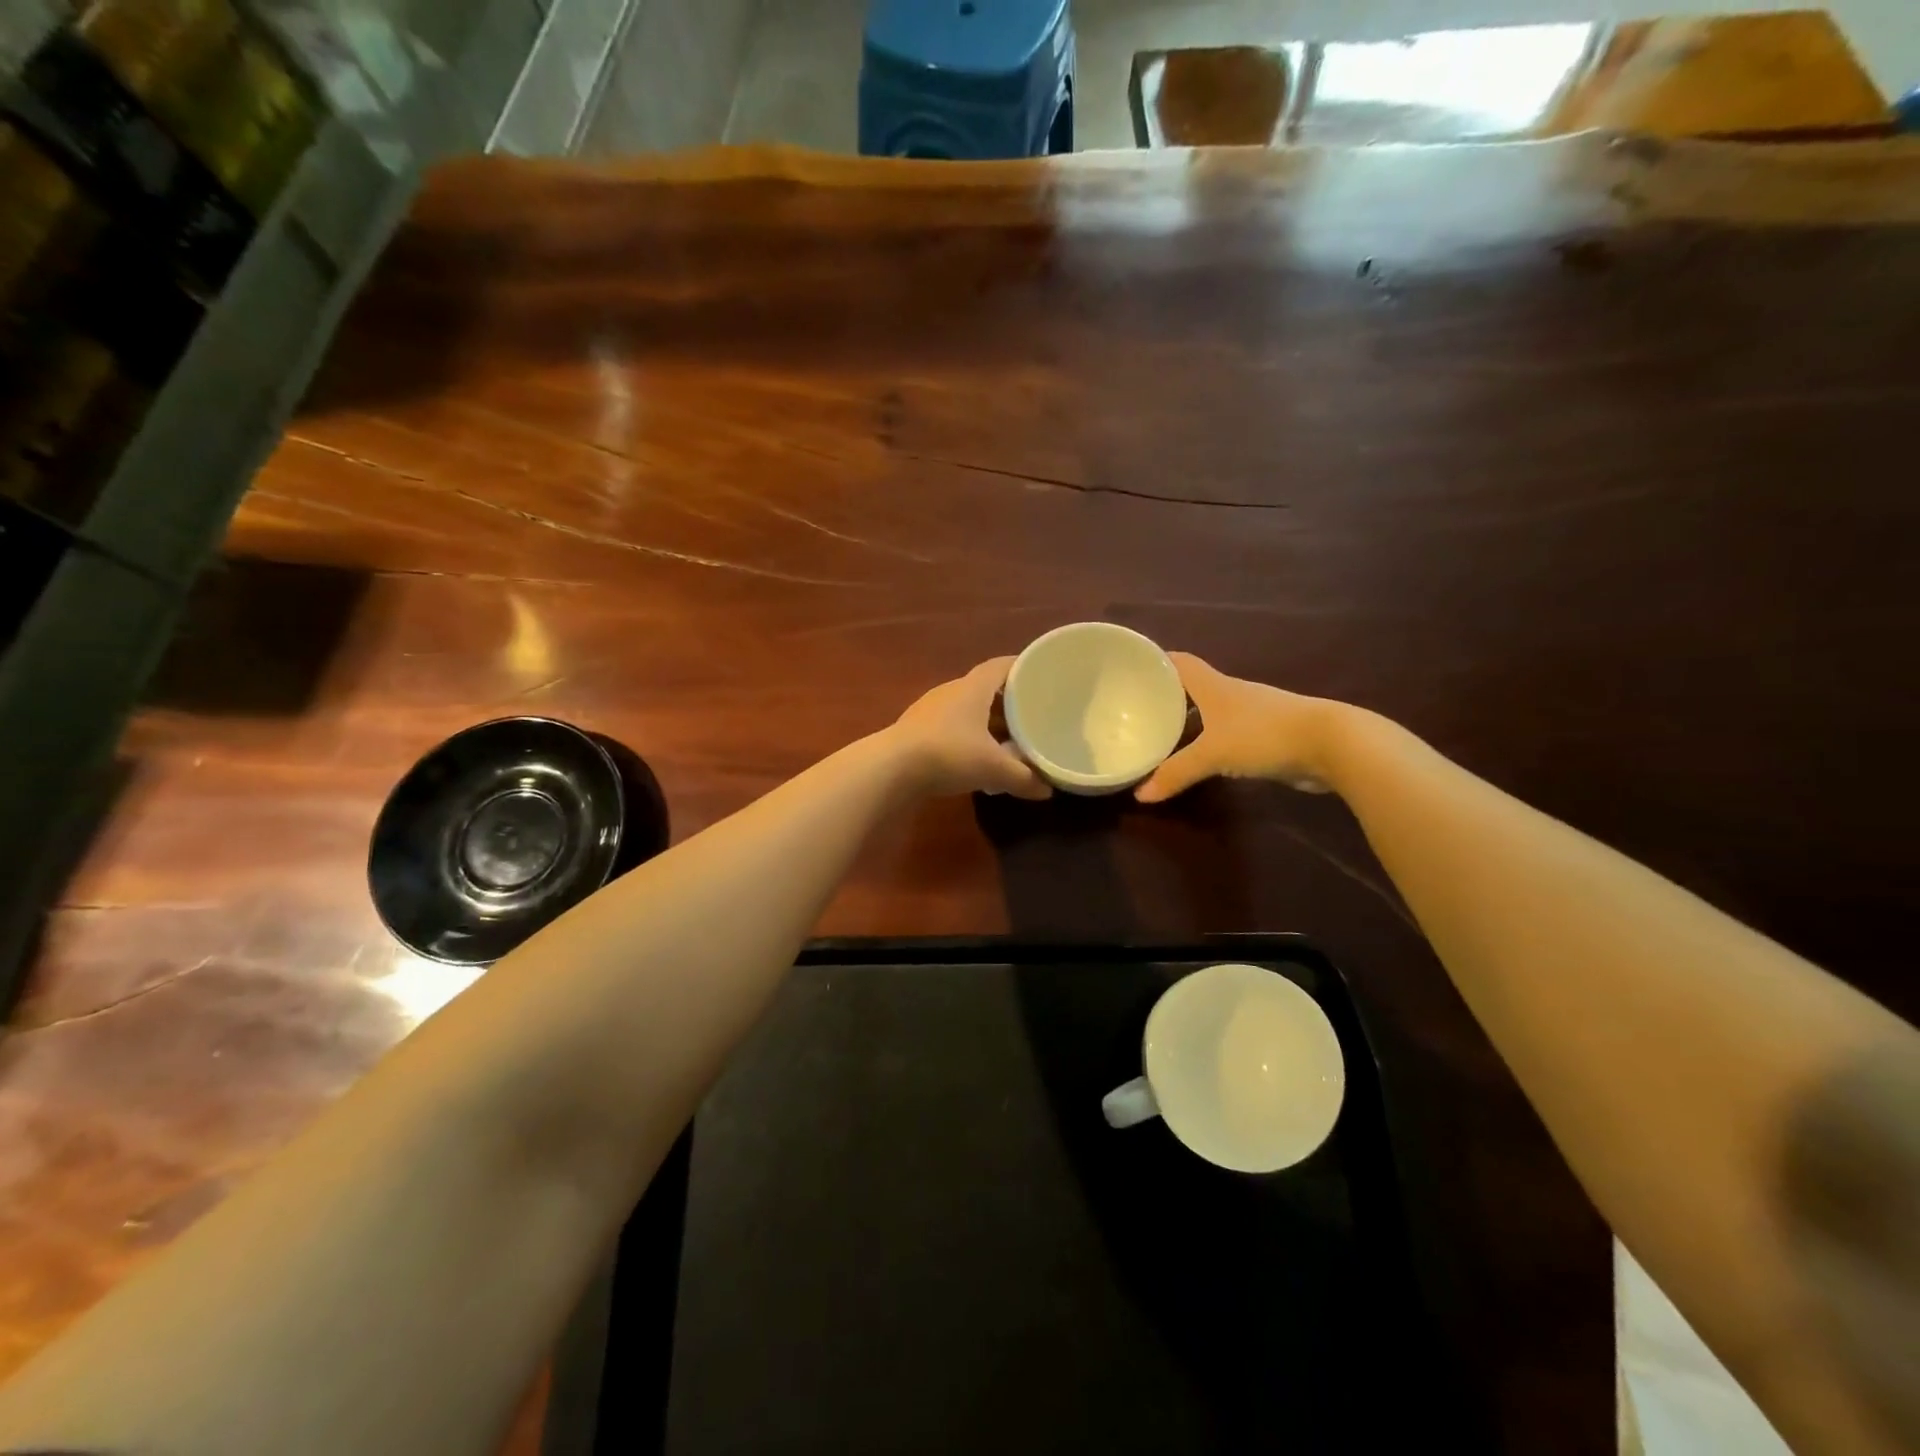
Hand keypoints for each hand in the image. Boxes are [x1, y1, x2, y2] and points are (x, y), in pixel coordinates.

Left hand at [888, 658, 1051, 799]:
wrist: (890, 769)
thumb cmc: (948, 754)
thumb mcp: (993, 768)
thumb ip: (1023, 778)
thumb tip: (1048, 790)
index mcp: (972, 688)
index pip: (1001, 666)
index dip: (1022, 668)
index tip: (1042, 676)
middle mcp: (951, 691)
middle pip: (985, 689)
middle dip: (1009, 701)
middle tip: (1032, 715)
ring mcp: (929, 711)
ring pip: (967, 709)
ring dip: (988, 721)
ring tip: (1010, 739)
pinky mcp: (916, 731)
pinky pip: (951, 727)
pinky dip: (969, 736)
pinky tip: (977, 756)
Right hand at [1135, 653, 1341, 802]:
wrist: (1332, 744)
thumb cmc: (1264, 735)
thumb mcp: (1213, 754)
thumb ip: (1177, 773)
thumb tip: (1141, 796)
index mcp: (1214, 686)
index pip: (1179, 663)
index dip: (1156, 661)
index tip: (1131, 668)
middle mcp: (1231, 694)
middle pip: (1192, 688)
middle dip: (1167, 697)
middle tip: (1137, 711)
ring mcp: (1252, 714)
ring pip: (1210, 713)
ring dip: (1189, 722)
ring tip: (1161, 738)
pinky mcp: (1267, 735)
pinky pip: (1228, 735)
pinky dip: (1210, 742)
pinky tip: (1200, 759)